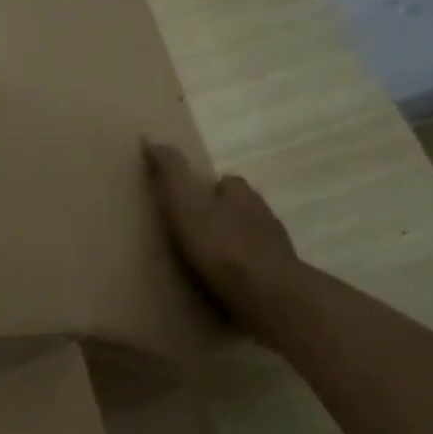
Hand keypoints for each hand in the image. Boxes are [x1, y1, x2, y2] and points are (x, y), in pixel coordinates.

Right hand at [143, 141, 299, 330]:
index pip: (227, 182)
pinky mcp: (281, 277)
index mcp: (241, 193)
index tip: (191, 201)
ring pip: (252, 237)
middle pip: (241, 208)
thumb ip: (170, 173)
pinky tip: (228, 284)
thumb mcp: (185, 204)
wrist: (268, 296)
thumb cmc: (222, 246)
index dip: (209, 189)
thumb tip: (151, 137)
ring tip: (210, 262)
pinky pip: (258, 268)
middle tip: (197, 232)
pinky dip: (244, 271)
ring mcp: (276, 247)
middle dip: (223, 216)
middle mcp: (263, 213)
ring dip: (235, 244)